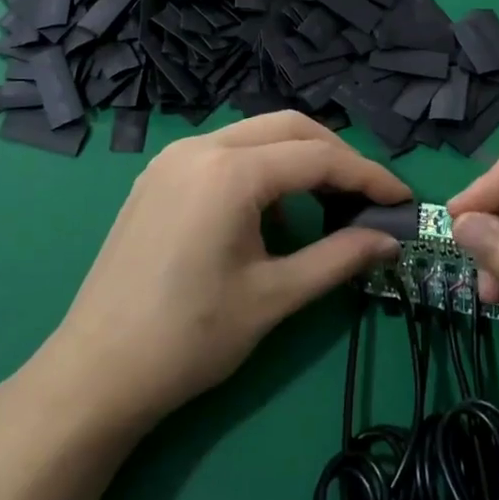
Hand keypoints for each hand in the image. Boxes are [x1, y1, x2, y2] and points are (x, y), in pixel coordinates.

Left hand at [42, 112, 407, 429]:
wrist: (96, 372)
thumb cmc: (190, 338)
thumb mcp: (274, 297)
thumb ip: (338, 259)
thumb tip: (389, 240)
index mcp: (230, 171)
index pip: (317, 157)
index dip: (367, 176)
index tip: (402, 200)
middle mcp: (200, 147)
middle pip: (287, 128)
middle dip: (334, 156)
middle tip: (366, 198)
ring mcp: (172, 158)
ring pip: (253, 136)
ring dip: (294, 162)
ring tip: (319, 213)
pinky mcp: (156, 177)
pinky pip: (222, 154)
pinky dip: (257, 172)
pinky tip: (264, 218)